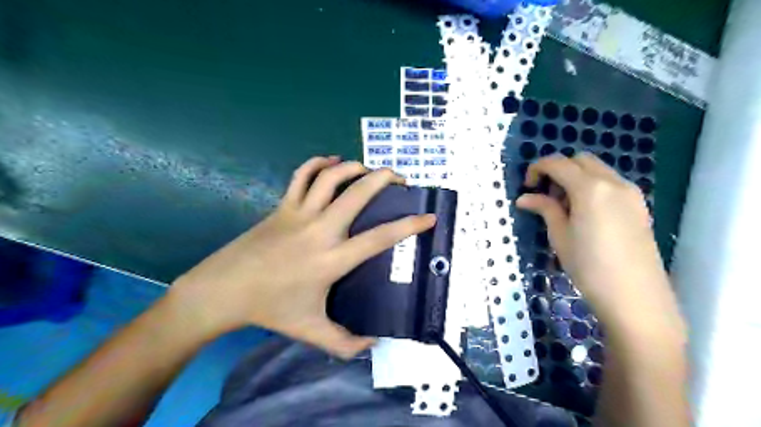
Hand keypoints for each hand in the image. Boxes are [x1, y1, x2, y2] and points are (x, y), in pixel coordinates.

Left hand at [169, 157, 437, 355]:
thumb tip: (373, 345)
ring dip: (354, 167)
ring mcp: (299, 213)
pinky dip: (318, 163)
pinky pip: (302, 175)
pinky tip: (332, 163)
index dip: (408, 226)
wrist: (225, 290)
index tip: (428, 217)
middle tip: (400, 179)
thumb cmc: (271, 309)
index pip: (379, 238)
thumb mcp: (311, 331)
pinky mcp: (283, 206)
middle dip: (384, 179)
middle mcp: (320, 229)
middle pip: (358, 193)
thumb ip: (345, 343)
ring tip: (369, 170)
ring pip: (331, 177)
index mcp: (331, 259)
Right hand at [517, 151, 683, 340]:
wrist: (635, 297)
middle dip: (559, 170)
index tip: (527, 186)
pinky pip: (611, 184)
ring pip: (598, 170)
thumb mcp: (559, 236)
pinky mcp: (639, 206)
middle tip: (547, 195)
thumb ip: (544, 209)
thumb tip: (524, 198)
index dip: (537, 168)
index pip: (558, 163)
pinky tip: (586, 213)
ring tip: (565, 207)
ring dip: (576, 178)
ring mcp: (630, 193)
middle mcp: (613, 182)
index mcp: (590, 188)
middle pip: (580, 160)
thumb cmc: (589, 266)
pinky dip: (593, 187)